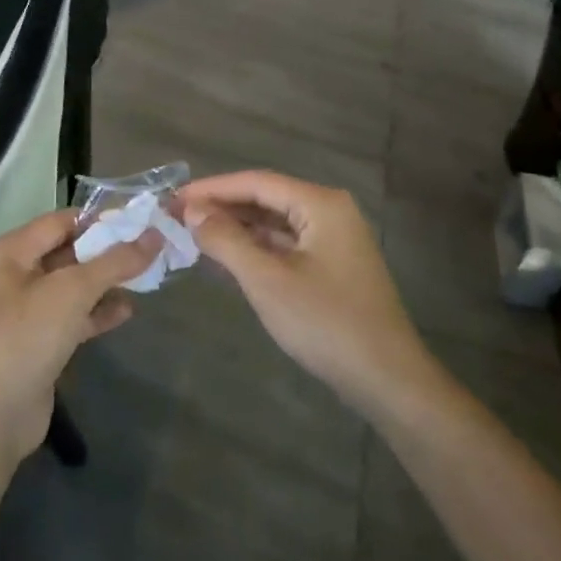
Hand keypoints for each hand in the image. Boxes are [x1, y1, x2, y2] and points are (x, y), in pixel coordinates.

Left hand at [0, 209, 160, 464]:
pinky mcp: (38, 343)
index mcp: (11, 252)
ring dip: (106, 283)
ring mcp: (26, 311)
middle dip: (107, 251)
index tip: (140, 221)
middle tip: (150, 249)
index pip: (62, 221)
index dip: (100, 219)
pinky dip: (98, 312)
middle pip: (68, 252)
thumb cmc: (26, 336)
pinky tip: (127, 311)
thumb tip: (154, 236)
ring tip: (146, 278)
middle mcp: (14, 275)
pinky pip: (73, 316)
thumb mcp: (73, 290)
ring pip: (73, 286)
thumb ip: (115, 261)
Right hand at [179, 170, 432, 418]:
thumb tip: (193, 212)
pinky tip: (228, 257)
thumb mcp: (267, 280)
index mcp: (320, 203)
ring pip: (275, 222)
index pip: (256, 182)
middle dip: (222, 207)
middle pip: (266, 197)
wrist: (386, 378)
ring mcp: (334, 238)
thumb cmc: (326, 323)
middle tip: (177, 216)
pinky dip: (256, 247)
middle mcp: (330, 211)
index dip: (212, 188)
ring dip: (237, 227)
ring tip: (194, 234)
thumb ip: (227, 241)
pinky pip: (286, 243)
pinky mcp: (332, 264)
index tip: (174, 198)